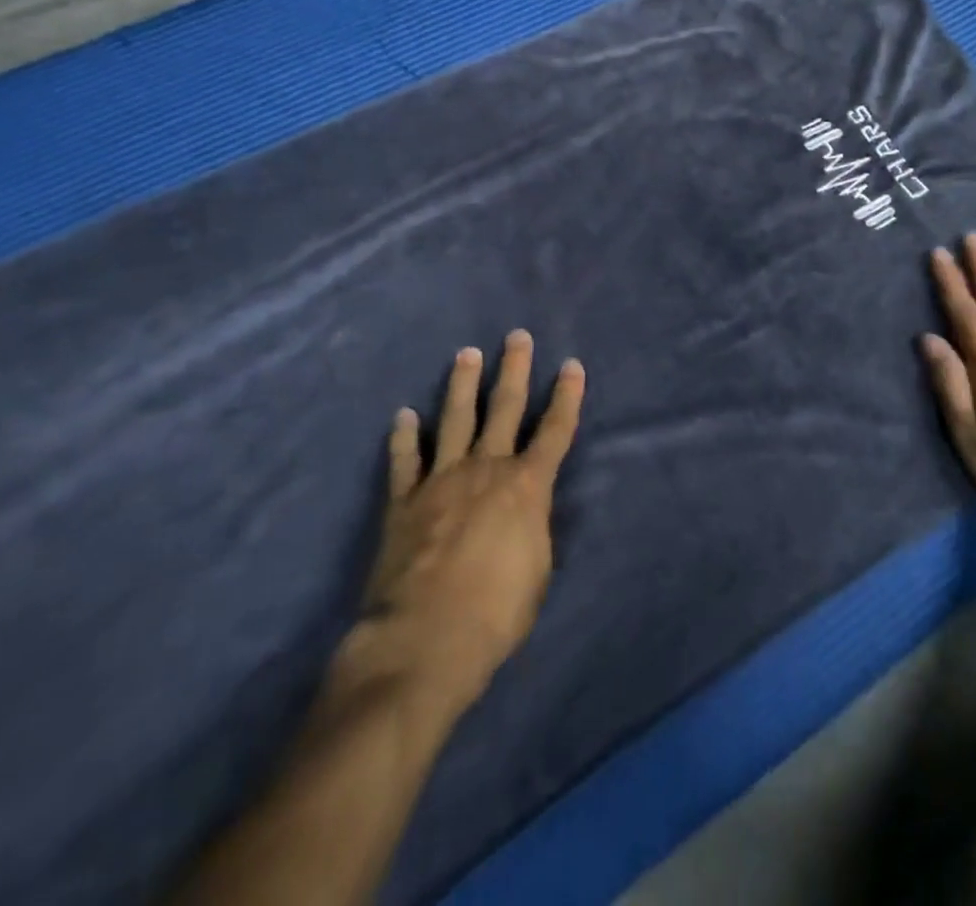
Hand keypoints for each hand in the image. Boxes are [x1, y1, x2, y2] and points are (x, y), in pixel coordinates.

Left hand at [350, 332, 584, 715]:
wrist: (425, 639)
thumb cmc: (496, 613)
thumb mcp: (537, 571)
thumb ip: (533, 529)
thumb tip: (526, 511)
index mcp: (526, 486)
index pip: (555, 431)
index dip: (567, 396)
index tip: (572, 365)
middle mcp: (486, 469)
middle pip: (504, 407)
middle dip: (514, 369)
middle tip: (516, 336)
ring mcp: (441, 479)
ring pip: (455, 419)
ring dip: (462, 384)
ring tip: (466, 354)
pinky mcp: (404, 500)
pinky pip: (405, 459)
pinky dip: (404, 436)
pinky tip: (403, 415)